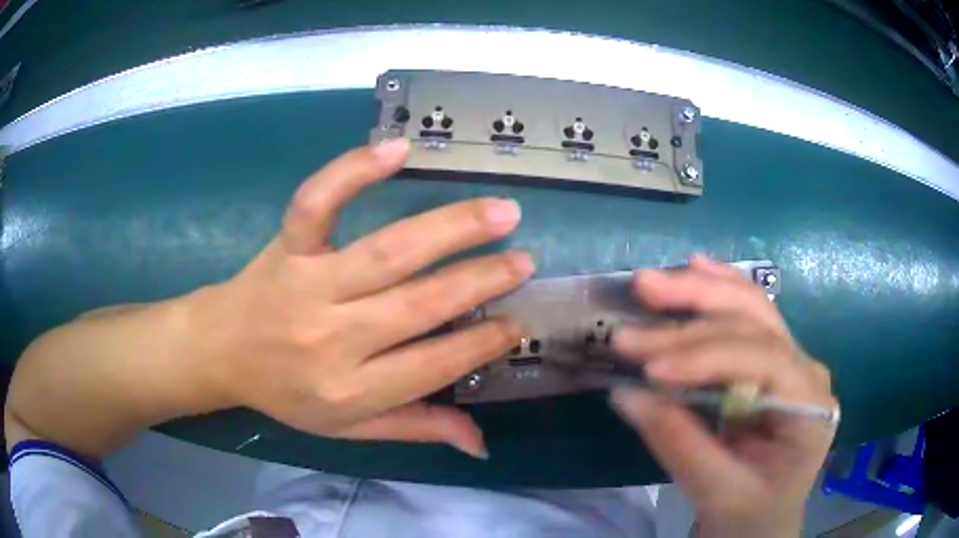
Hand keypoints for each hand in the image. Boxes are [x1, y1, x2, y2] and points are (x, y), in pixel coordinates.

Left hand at [191, 139, 532, 457]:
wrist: (220, 351)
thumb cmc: (286, 393)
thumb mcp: (348, 428)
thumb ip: (415, 428)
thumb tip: (480, 443)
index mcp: (349, 390)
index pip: (432, 366)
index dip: (481, 344)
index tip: (515, 323)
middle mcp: (332, 338)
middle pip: (418, 305)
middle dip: (480, 282)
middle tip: (524, 261)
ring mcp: (307, 284)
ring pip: (387, 252)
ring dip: (450, 228)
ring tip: (501, 212)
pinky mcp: (287, 245)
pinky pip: (317, 203)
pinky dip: (353, 172)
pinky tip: (396, 149)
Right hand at [610, 256, 836, 537]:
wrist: (765, 520)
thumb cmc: (751, 514)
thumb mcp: (717, 493)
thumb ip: (679, 445)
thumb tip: (625, 394)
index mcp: (811, 405)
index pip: (763, 360)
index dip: (706, 357)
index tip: (650, 369)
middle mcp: (806, 370)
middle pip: (756, 320)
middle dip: (695, 309)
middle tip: (639, 299)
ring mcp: (790, 360)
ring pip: (750, 307)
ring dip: (700, 291)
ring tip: (651, 283)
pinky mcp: (768, 362)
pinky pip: (746, 317)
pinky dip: (716, 292)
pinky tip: (695, 268)